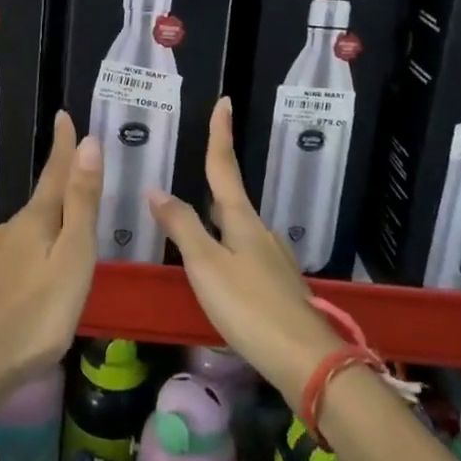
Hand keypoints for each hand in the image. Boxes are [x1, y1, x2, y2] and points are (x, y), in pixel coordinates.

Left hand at [0, 112, 100, 402]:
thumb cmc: (39, 314)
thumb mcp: (73, 257)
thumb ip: (81, 203)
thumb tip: (88, 143)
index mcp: (35, 219)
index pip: (54, 172)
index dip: (63, 145)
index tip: (64, 115)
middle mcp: (8, 228)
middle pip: (42, 205)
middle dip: (62, 198)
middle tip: (84, 203)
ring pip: (26, 234)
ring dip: (46, 234)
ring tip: (64, 255)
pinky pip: (11, 258)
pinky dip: (28, 260)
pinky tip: (32, 283)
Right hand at [147, 98, 341, 404]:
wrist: (304, 358)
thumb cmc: (249, 306)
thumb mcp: (206, 265)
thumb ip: (182, 227)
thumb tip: (156, 189)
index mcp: (242, 220)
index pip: (224, 167)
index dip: (220, 134)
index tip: (224, 102)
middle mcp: (260, 232)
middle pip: (231, 197)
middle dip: (216, 177)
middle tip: (198, 163)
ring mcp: (272, 258)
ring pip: (238, 227)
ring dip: (217, 216)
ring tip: (196, 218)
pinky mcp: (276, 285)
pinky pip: (244, 252)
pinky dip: (225, 246)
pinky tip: (218, 267)